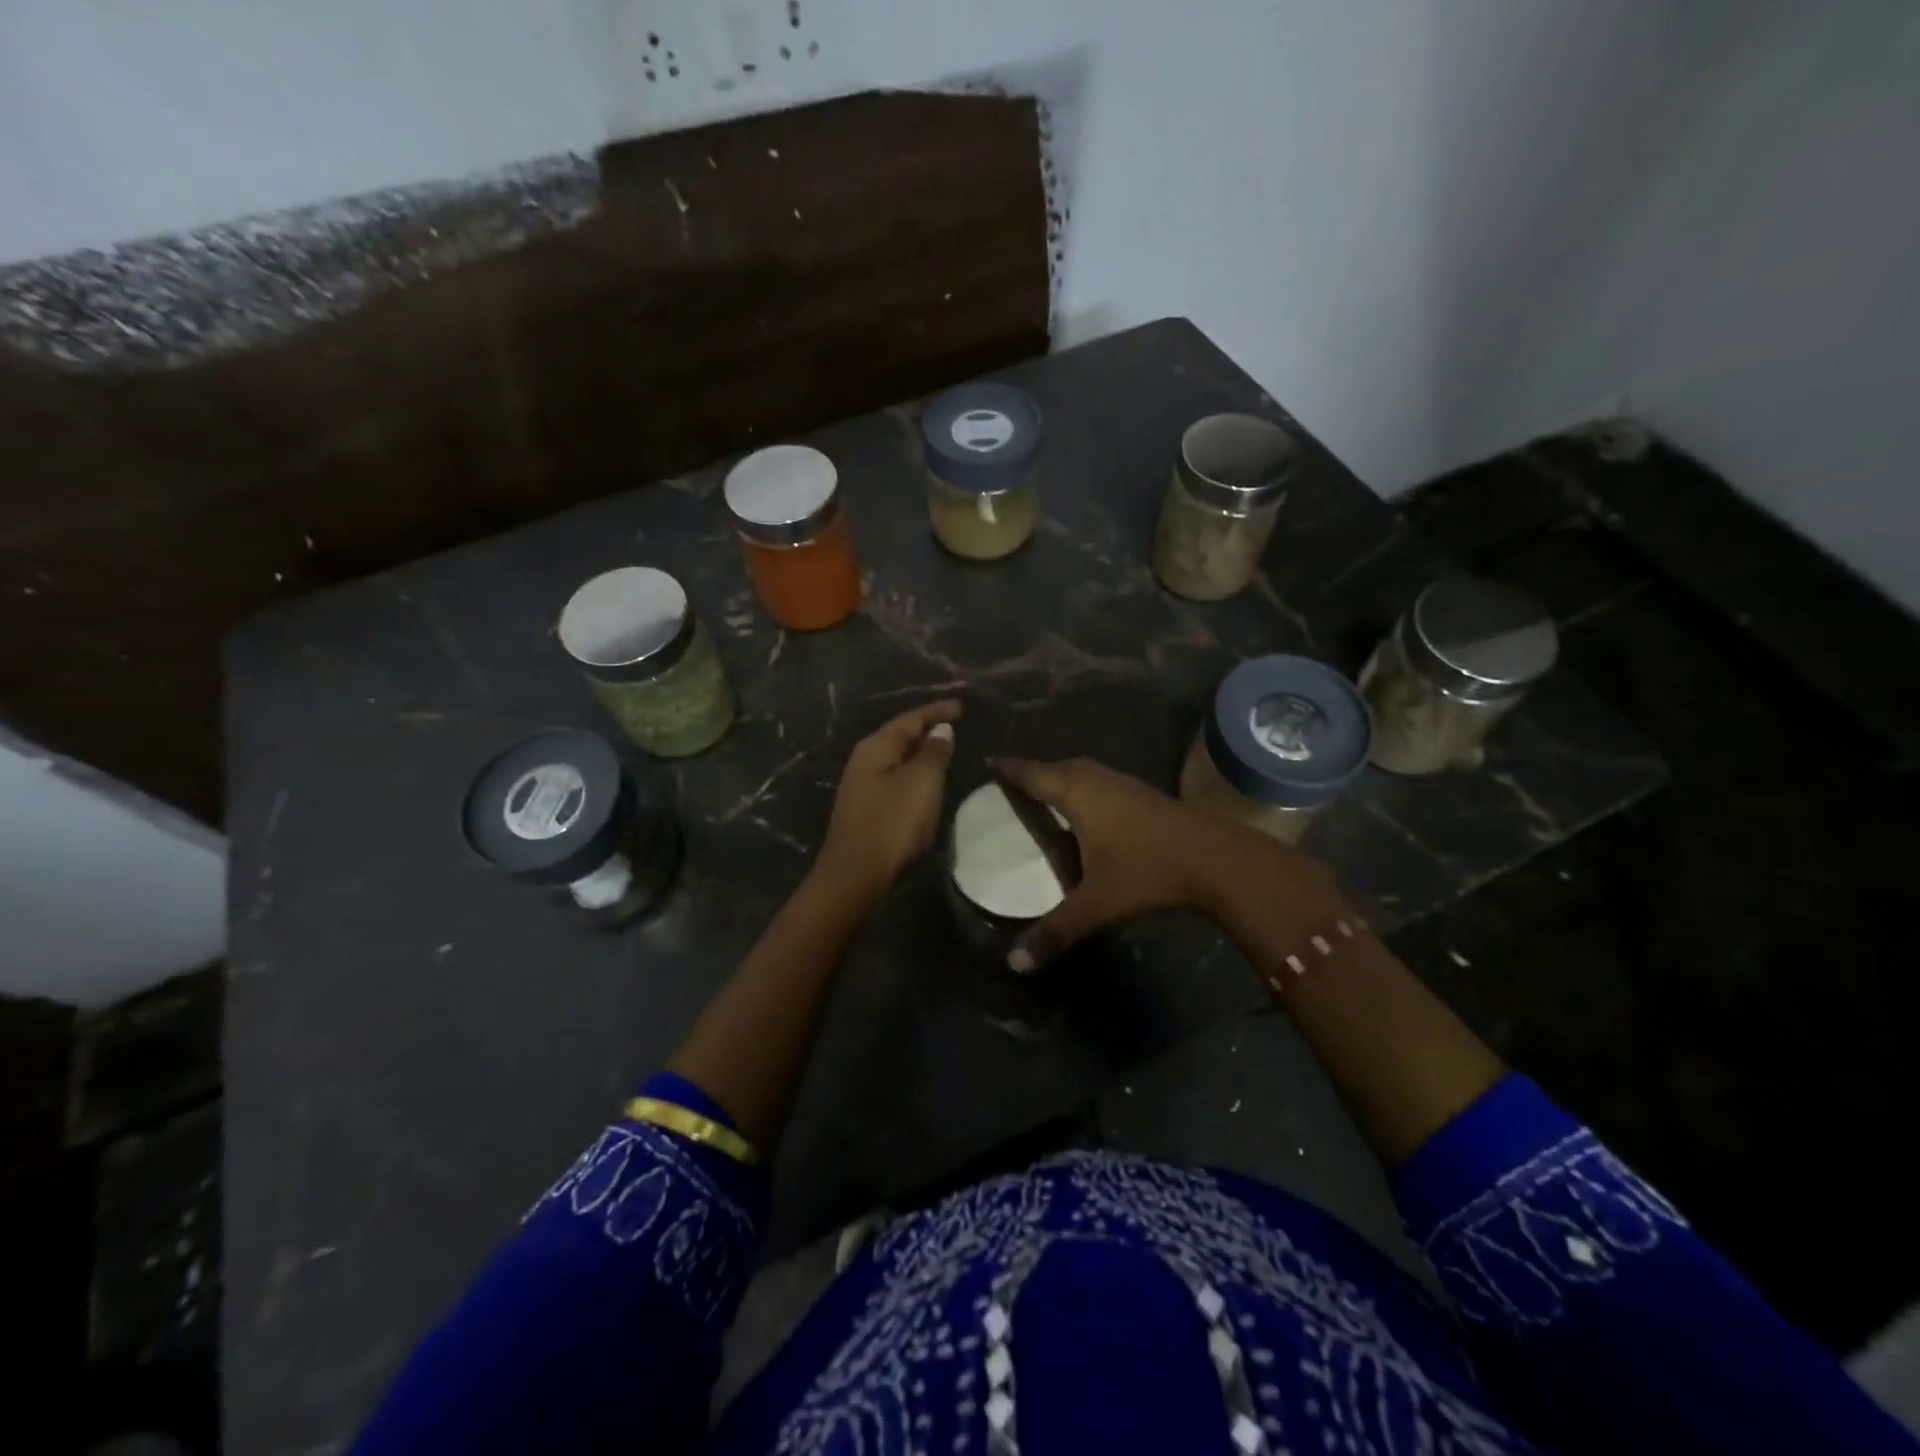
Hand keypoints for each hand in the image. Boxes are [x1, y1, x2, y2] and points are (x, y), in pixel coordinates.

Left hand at [815, 700, 961, 900]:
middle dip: (927, 729)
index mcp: (876, 747)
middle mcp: (864, 760)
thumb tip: (940, 730)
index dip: (937, 711)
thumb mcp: (922, 782)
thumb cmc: (893, 822)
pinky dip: (913, 773)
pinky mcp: (865, 807)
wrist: (856, 873)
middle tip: (954, 726)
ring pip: (897, 758)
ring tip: (944, 750)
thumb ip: (934, 752)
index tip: (961, 706)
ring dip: (920, 753)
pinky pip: (894, 778)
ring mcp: (861, 785)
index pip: (910, 719)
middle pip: (900, 736)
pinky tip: (925, 782)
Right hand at [990, 755, 1341, 969]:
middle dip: (1034, 770)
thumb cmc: (1148, 871)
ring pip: (1083, 771)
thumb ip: (1055, 931)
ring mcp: (1125, 784)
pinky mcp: (1145, 794)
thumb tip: (1014, 963)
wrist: (1218, 858)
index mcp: (1078, 794)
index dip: (1010, 769)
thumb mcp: (1096, 904)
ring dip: (1062, 776)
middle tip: (1013, 780)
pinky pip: (1101, 781)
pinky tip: (1089, 810)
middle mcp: (1098, 780)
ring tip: (1045, 792)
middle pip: (1058, 766)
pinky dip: (1084, 786)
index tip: (988, 760)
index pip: (1033, 774)